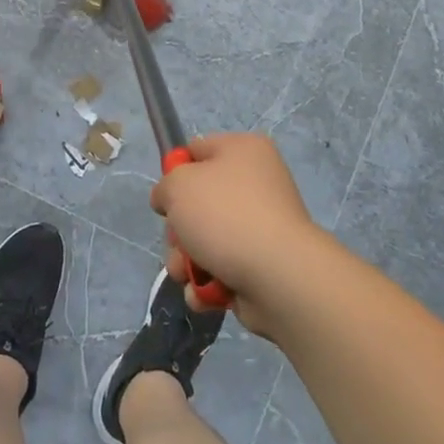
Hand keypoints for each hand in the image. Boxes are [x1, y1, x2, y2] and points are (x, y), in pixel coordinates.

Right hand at [152, 133, 330, 331]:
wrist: (278, 276)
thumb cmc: (225, 216)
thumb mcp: (178, 185)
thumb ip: (165, 186)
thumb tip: (170, 201)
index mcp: (243, 151)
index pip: (197, 151)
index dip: (176, 173)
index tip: (167, 196)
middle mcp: (256, 185)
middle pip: (198, 202)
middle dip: (178, 229)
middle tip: (178, 240)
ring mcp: (260, 227)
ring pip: (205, 240)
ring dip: (186, 260)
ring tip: (186, 274)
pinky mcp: (261, 265)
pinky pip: (221, 269)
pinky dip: (208, 283)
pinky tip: (205, 292)